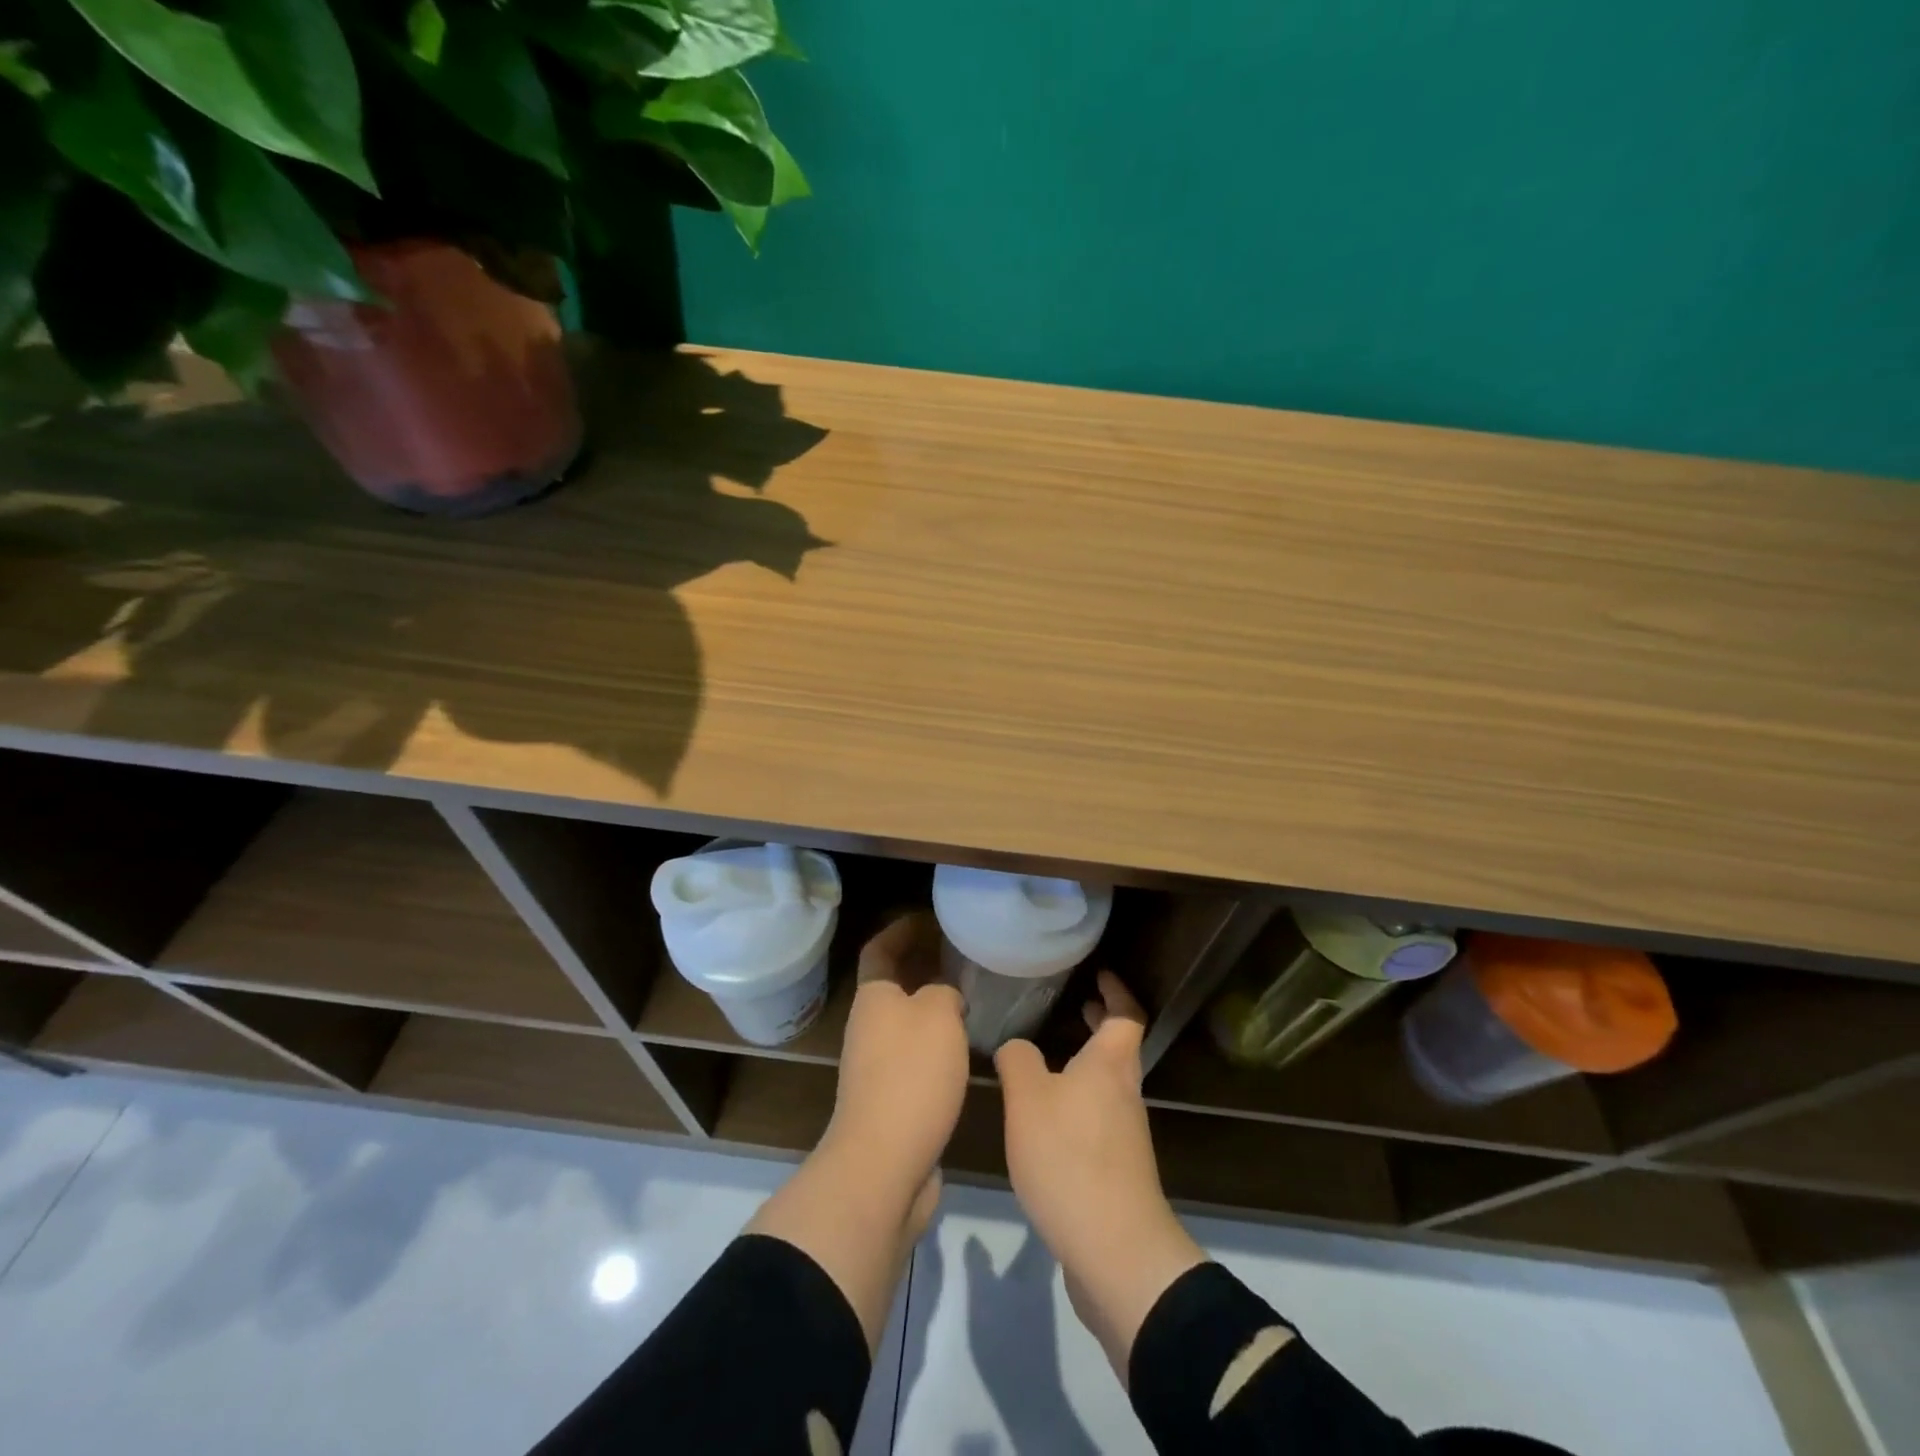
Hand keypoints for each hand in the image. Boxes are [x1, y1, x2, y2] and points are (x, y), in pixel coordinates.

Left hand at [825, 911, 970, 1199]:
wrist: (884, 1163)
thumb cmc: (911, 1075)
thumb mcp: (938, 1015)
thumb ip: (944, 993)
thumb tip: (944, 997)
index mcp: (873, 998)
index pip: (879, 949)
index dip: (900, 930)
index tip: (929, 918)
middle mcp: (868, 1027)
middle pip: (892, 984)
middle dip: (921, 966)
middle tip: (959, 956)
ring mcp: (875, 1066)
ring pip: (905, 1022)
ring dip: (931, 1006)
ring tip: (970, 997)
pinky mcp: (890, 1100)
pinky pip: (913, 1056)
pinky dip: (936, 1043)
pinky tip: (965, 1048)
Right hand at [995, 971, 1206, 1378]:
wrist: (1114, 1251)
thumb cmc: (1070, 1158)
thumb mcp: (1027, 1099)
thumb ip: (1018, 1061)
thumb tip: (1016, 1047)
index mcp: (1109, 1065)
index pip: (1126, 1015)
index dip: (1116, 991)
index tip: (1100, 975)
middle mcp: (1125, 1093)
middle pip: (1120, 1049)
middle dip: (1102, 1025)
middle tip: (1078, 1006)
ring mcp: (1126, 1135)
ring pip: (1109, 1085)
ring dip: (1089, 1066)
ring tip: (1052, 1061)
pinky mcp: (1118, 1171)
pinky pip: (1100, 1119)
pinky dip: (1081, 1103)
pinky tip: (1049, 1120)